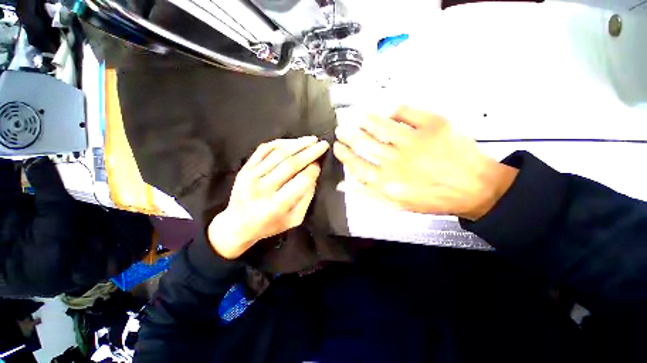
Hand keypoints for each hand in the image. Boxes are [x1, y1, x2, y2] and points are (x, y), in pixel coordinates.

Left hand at [208, 136, 328, 258]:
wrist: (237, 224)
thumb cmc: (269, 225)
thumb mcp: (294, 219)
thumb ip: (306, 198)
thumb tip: (313, 175)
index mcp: (276, 205)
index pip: (301, 181)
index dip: (313, 170)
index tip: (320, 164)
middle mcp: (262, 188)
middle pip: (291, 164)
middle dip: (310, 152)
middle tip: (323, 144)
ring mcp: (251, 176)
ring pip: (279, 153)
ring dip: (298, 144)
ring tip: (312, 140)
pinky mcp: (245, 168)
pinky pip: (264, 149)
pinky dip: (280, 143)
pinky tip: (292, 141)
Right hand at [333, 106, 517, 219]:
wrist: (474, 188)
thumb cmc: (432, 199)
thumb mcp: (396, 204)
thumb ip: (368, 194)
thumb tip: (343, 184)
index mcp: (387, 182)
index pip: (356, 165)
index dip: (343, 154)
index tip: (337, 147)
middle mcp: (396, 161)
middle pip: (363, 143)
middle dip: (348, 135)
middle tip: (341, 129)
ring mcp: (414, 141)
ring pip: (380, 125)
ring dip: (365, 120)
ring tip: (357, 118)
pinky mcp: (433, 125)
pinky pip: (406, 112)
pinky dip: (394, 109)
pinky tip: (387, 111)